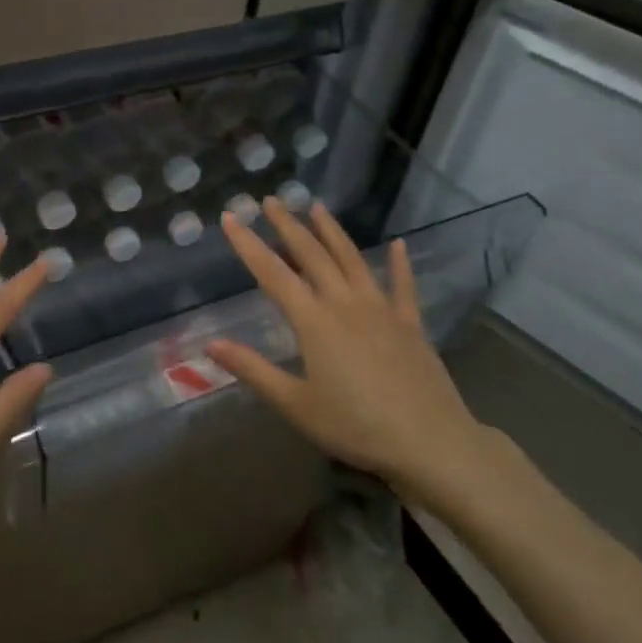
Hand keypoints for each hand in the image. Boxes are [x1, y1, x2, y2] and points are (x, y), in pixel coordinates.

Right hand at [206, 197, 500, 514]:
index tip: (231, 217)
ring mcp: (382, 310)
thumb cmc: (355, 426)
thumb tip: (210, 344)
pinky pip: (402, 285)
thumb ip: (253, 370)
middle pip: (312, 255)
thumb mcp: (295, 404)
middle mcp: (345, 304)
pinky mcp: (410, 324)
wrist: (430, 442)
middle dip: (288, 226)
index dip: (248, 244)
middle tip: (271, 200)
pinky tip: (398, 244)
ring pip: (352, 260)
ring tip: (316, 208)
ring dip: (332, 232)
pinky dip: (399, 263)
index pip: (272, 273)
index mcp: (314, 321)